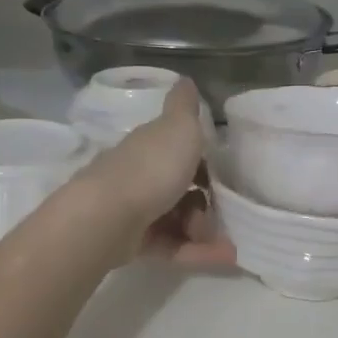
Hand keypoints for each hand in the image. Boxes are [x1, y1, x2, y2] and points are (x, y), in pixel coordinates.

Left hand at [80, 79, 235, 267]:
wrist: (108, 217)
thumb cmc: (151, 167)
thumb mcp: (178, 128)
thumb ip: (185, 107)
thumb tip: (186, 79)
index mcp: (150, 146)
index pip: (179, 150)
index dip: (204, 160)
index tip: (226, 173)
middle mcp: (140, 175)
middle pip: (180, 188)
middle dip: (208, 201)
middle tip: (229, 210)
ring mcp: (136, 211)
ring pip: (179, 220)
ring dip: (206, 230)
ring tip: (226, 241)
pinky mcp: (136, 243)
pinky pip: (174, 246)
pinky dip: (199, 252)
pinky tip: (225, 257)